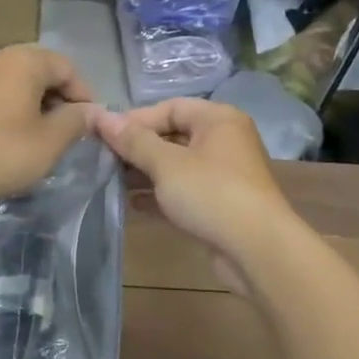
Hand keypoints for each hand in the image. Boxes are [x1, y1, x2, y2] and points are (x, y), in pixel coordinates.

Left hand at [0, 45, 97, 205]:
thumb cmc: (0, 151)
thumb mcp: (49, 142)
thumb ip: (76, 121)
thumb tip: (91, 111)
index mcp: (25, 60)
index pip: (68, 68)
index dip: (84, 96)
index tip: (88, 126)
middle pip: (41, 70)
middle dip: (59, 98)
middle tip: (66, 131)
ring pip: (17, 82)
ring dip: (34, 104)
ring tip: (40, 136)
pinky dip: (11, 109)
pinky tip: (10, 137)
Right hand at [93, 99, 297, 263]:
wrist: (257, 250)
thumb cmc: (211, 193)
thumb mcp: (166, 164)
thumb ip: (133, 141)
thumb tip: (101, 116)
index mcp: (218, 120)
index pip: (170, 107)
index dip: (136, 119)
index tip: (104, 136)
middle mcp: (224, 141)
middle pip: (173, 136)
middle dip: (138, 148)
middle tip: (103, 160)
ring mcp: (223, 175)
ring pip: (177, 166)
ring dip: (145, 173)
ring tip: (111, 181)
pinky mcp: (219, 205)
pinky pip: (183, 192)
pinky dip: (160, 195)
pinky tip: (132, 204)